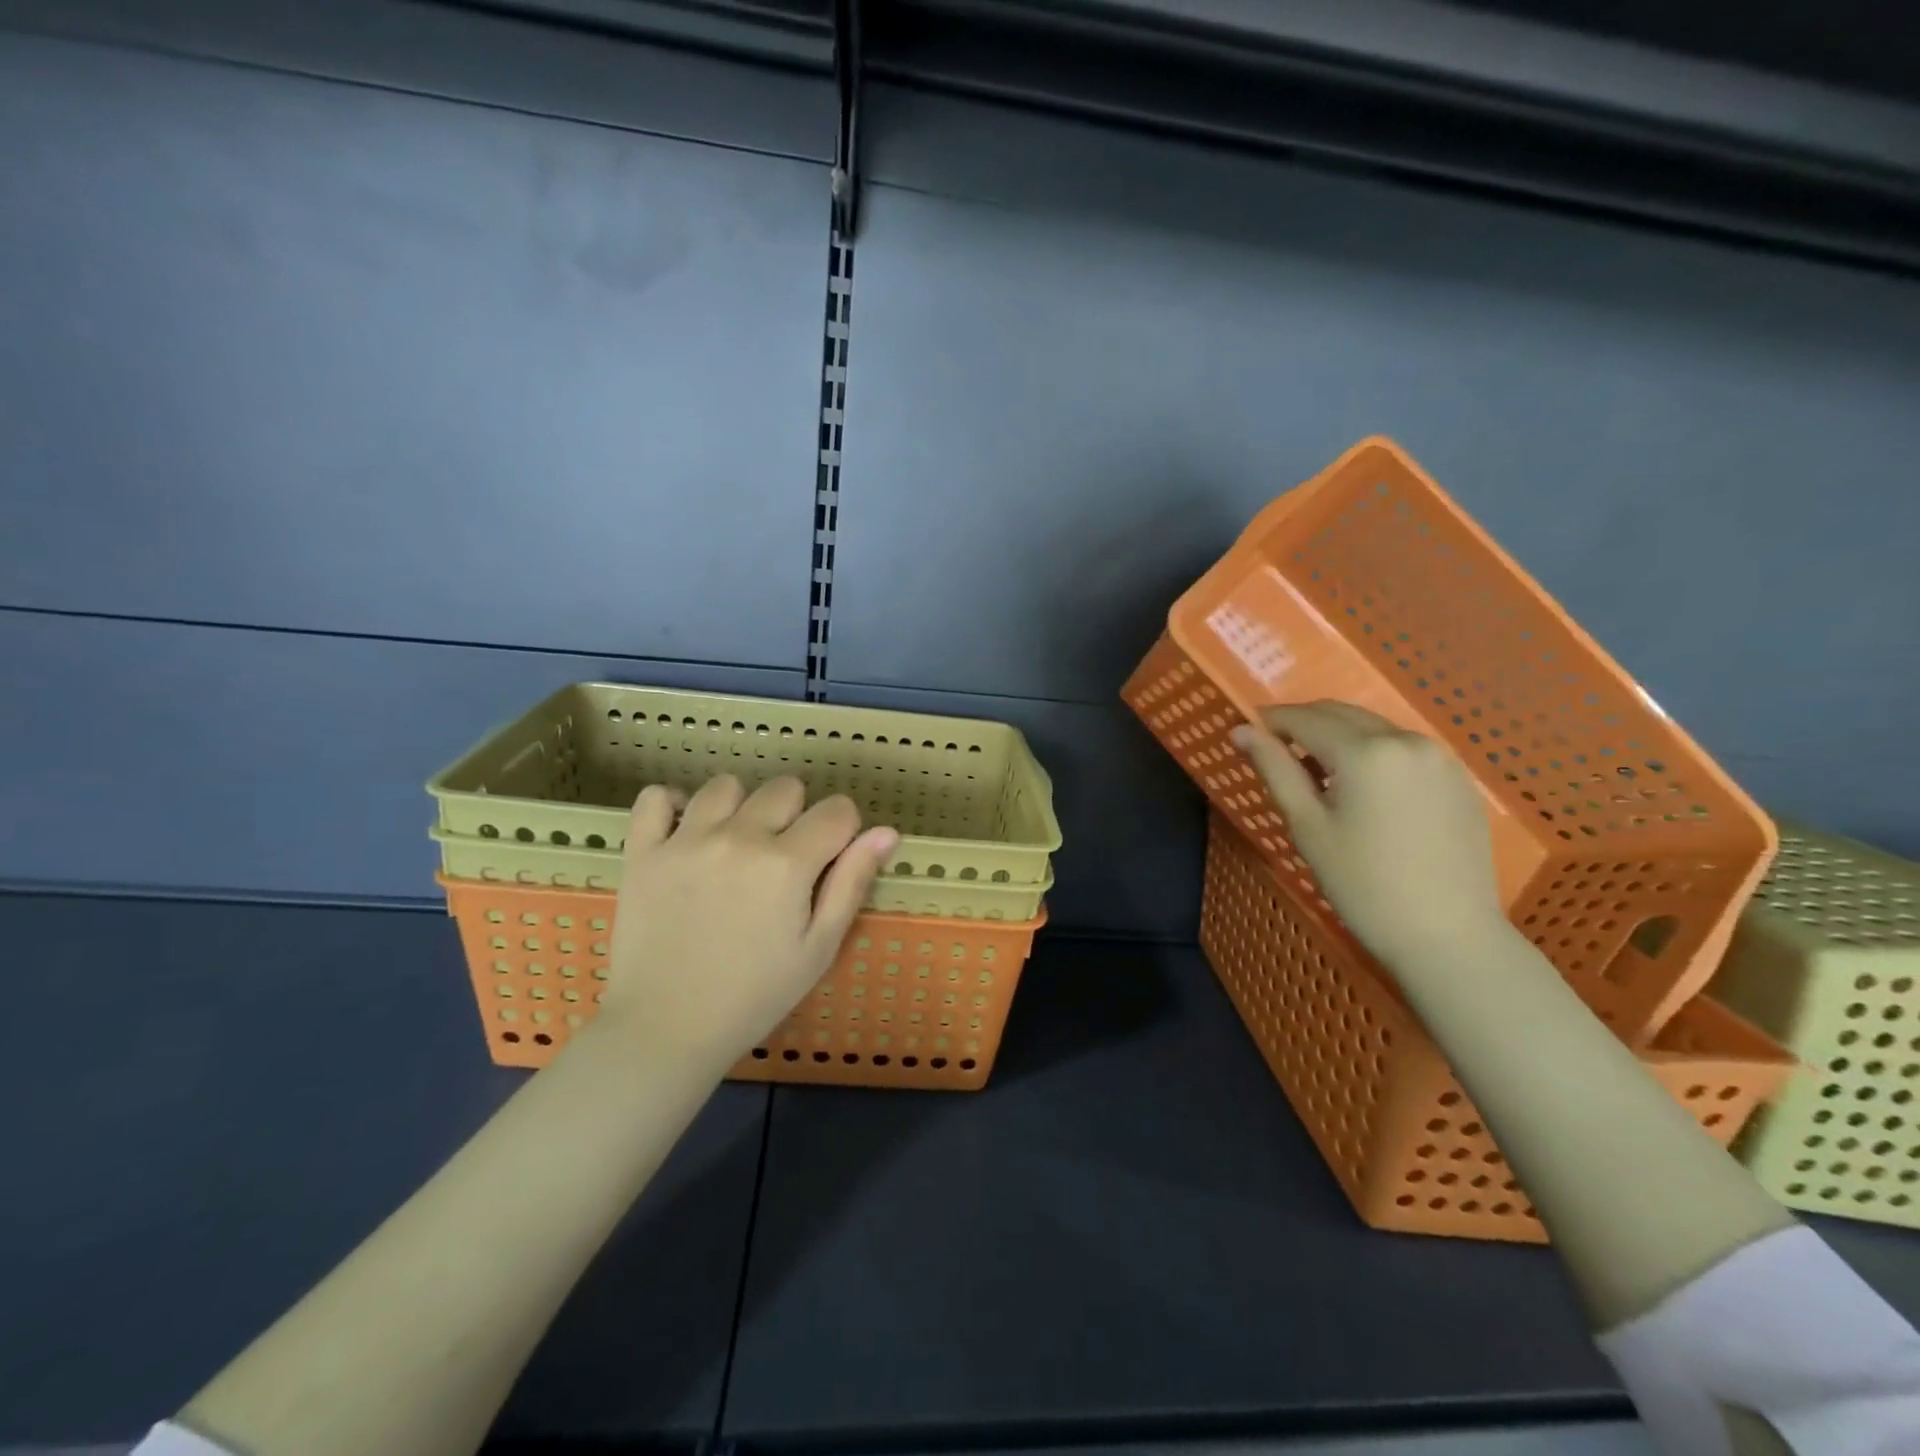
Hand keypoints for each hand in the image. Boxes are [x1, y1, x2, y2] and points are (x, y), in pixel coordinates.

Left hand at [598, 775, 898, 1069]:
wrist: (665, 1029)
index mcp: (788, 863)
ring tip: (735, 845)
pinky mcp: (643, 850)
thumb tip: (887, 832)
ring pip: (726, 785)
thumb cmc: (754, 995)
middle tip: (782, 860)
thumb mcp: (818, 948)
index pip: (837, 810)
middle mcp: (739, 837)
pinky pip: (656, 797)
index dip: (843, 830)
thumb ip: (852, 883)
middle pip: (785, 788)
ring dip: (740, 807)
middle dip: (796, 816)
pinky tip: (685, 831)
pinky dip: (672, 805)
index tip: (830, 858)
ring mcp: (686, 840)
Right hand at [1229, 701, 1507, 970]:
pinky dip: (1374, 753)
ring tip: (1319, 772)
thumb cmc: (1362, 884)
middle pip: (1343, 714)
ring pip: (1375, 728)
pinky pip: (1405, 749)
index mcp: (1365, 752)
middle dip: (1305, 723)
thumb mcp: (1307, 825)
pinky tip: (1364, 789)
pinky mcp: (1459, 779)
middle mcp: (1406, 740)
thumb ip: (1274, 769)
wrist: (1447, 935)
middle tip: (1278, 750)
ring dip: (1341, 736)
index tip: (1250, 732)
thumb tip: (1241, 730)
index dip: (1273, 721)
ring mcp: (1439, 758)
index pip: (1306, 719)